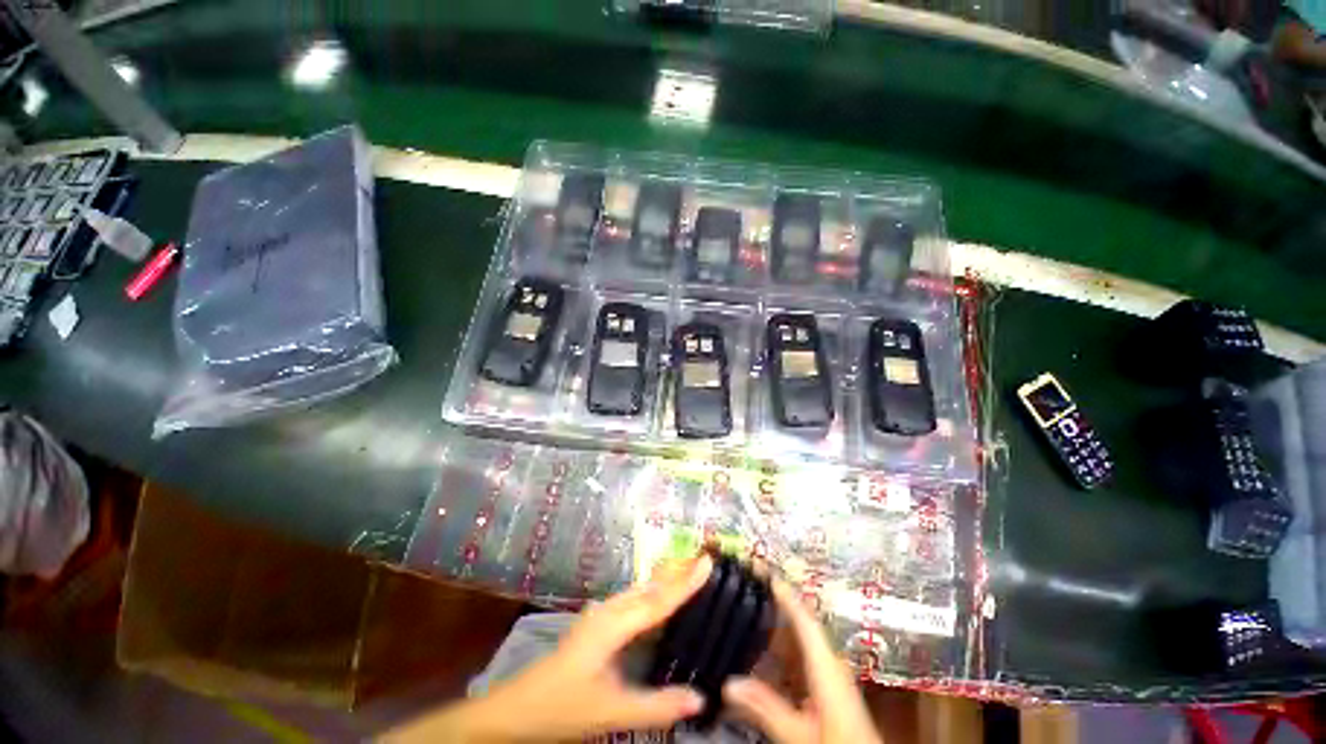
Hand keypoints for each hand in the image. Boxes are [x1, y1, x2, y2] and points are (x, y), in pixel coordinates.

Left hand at [383, 555, 712, 742]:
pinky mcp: (598, 623)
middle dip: (678, 571)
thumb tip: (700, 698)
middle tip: (706, 559)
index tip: (708, 561)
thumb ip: (656, 705)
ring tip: (689, 570)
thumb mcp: (611, 712)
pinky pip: (633, 599)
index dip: (686, 582)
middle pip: (651, 585)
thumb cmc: (562, 707)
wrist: (516, 710)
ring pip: (641, 589)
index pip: (659, 600)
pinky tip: (658, 598)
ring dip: (665, 579)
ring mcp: (601, 614)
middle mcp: (610, 610)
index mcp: (614, 624)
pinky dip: (652, 592)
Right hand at [722, 580, 881, 743]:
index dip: (787, 596)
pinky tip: (767, 652)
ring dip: (779, 627)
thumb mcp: (799, 734)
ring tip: (755, 610)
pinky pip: (803, 657)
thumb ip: (765, 708)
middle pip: (801, 626)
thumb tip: (729, 683)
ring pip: (802, 642)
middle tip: (754, 585)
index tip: (768, 573)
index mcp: (827, 666)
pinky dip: (784, 649)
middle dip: (778, 605)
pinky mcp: (830, 687)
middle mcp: (831, 664)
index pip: (805, 621)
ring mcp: (832, 675)